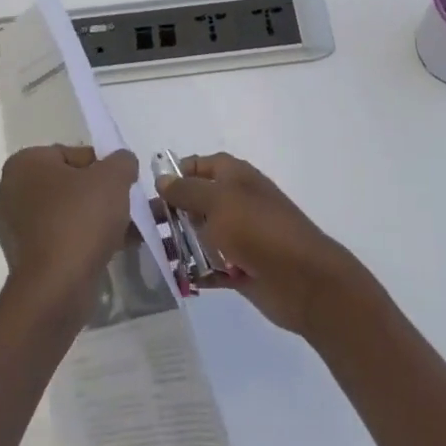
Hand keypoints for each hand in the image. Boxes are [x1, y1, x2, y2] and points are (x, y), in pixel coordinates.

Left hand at [0, 146, 137, 313]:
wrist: (56, 287)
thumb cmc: (80, 219)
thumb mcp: (114, 177)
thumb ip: (122, 161)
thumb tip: (122, 163)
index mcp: (24, 163)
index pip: (72, 154)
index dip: (103, 167)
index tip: (122, 185)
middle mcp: (10, 191)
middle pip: (68, 184)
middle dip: (99, 195)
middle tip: (125, 207)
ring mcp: (12, 227)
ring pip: (65, 213)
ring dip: (94, 218)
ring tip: (126, 230)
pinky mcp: (22, 258)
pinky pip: (59, 238)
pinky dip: (82, 240)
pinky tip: (111, 249)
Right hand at [156, 153, 361, 334]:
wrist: (304, 280)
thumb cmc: (259, 230)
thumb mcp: (219, 201)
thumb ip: (188, 190)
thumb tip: (162, 179)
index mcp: (235, 177)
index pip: (198, 165)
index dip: (175, 174)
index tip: (149, 191)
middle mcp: (235, 202)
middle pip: (194, 202)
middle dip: (169, 213)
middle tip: (142, 228)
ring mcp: (238, 237)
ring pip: (198, 235)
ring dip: (177, 244)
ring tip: (152, 256)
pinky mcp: (239, 268)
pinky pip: (208, 266)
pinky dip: (193, 271)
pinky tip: (173, 278)